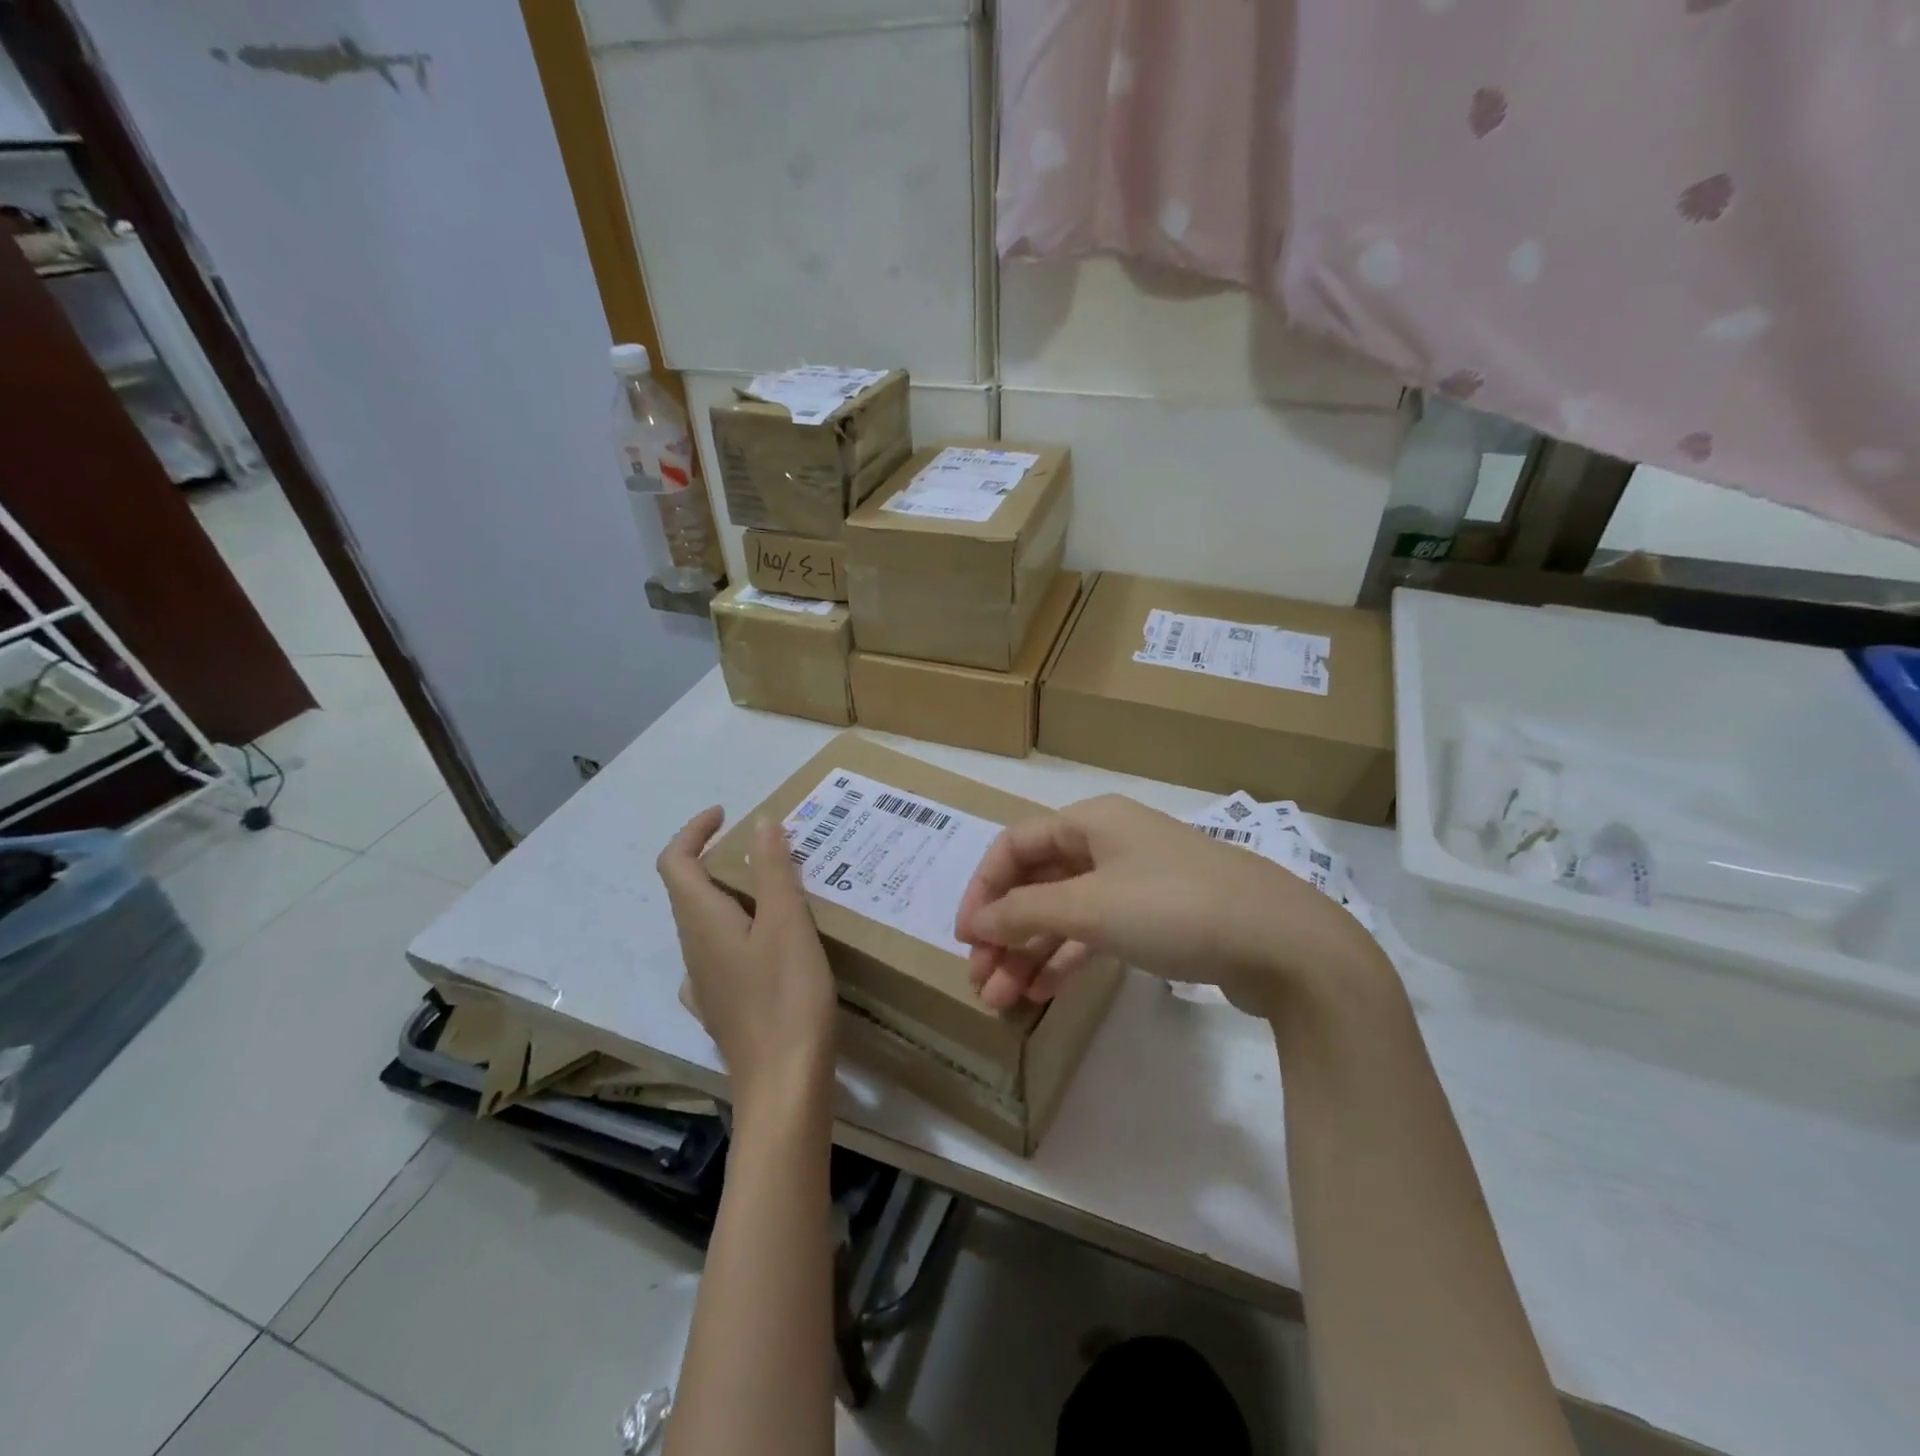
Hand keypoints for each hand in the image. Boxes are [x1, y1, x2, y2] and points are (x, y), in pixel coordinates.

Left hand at [657, 808, 837, 1109]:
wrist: (783, 1084)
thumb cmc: (786, 996)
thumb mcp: (787, 923)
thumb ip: (772, 870)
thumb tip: (759, 823)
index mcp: (701, 922)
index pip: (675, 862)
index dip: (693, 831)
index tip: (726, 814)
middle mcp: (693, 949)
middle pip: (689, 890)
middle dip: (720, 860)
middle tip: (769, 850)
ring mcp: (704, 984)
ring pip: (706, 923)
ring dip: (733, 895)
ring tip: (780, 891)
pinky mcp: (721, 1008)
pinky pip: (721, 954)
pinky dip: (740, 932)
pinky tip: (771, 946)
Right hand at [953, 794, 1381, 1015]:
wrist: (1284, 944)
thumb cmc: (1176, 908)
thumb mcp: (1091, 907)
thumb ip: (1025, 913)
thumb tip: (974, 922)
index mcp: (1091, 821)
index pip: (1015, 846)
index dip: (983, 889)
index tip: (965, 938)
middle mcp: (1109, 843)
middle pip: (1038, 882)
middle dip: (1004, 930)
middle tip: (980, 981)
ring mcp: (1135, 881)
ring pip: (1065, 912)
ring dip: (1030, 952)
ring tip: (1003, 999)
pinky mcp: (1157, 918)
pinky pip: (1096, 932)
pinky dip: (1067, 958)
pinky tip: (1042, 992)